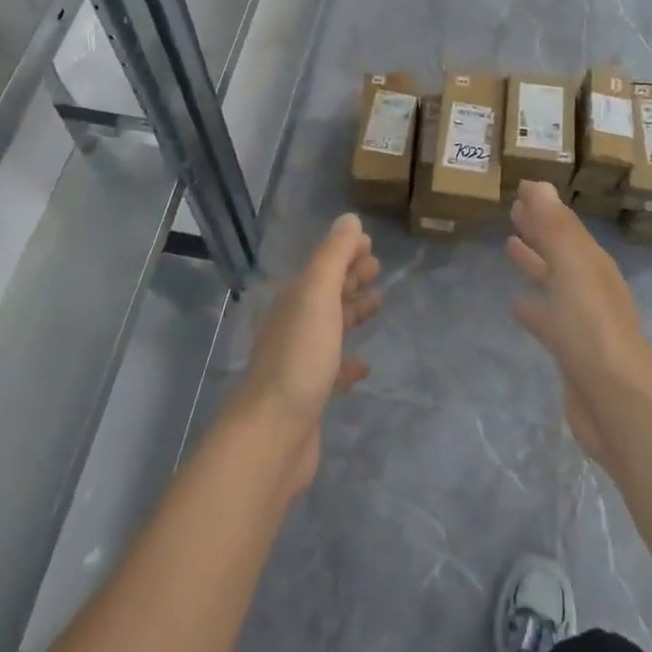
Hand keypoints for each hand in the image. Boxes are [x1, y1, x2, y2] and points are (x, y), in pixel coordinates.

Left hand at [237, 213, 380, 494]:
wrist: (273, 433)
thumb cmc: (300, 357)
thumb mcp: (317, 295)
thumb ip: (333, 256)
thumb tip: (349, 219)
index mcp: (294, 300)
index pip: (322, 266)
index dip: (344, 252)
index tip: (369, 245)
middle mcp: (293, 325)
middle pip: (325, 293)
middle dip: (349, 277)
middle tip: (378, 268)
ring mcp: (299, 361)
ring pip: (329, 327)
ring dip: (351, 312)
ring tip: (378, 304)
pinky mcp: (308, 395)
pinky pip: (332, 368)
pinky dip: (348, 361)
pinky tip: (363, 365)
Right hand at [505, 182, 651, 463]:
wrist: (618, 403)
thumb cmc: (592, 329)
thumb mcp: (572, 270)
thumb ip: (555, 228)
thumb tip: (538, 184)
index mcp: (593, 266)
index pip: (565, 227)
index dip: (544, 209)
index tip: (521, 191)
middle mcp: (591, 289)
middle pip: (561, 252)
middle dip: (540, 231)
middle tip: (514, 212)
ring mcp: (583, 323)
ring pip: (554, 283)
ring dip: (535, 264)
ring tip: (509, 247)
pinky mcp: (572, 353)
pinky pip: (549, 320)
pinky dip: (533, 308)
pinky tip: (515, 307)